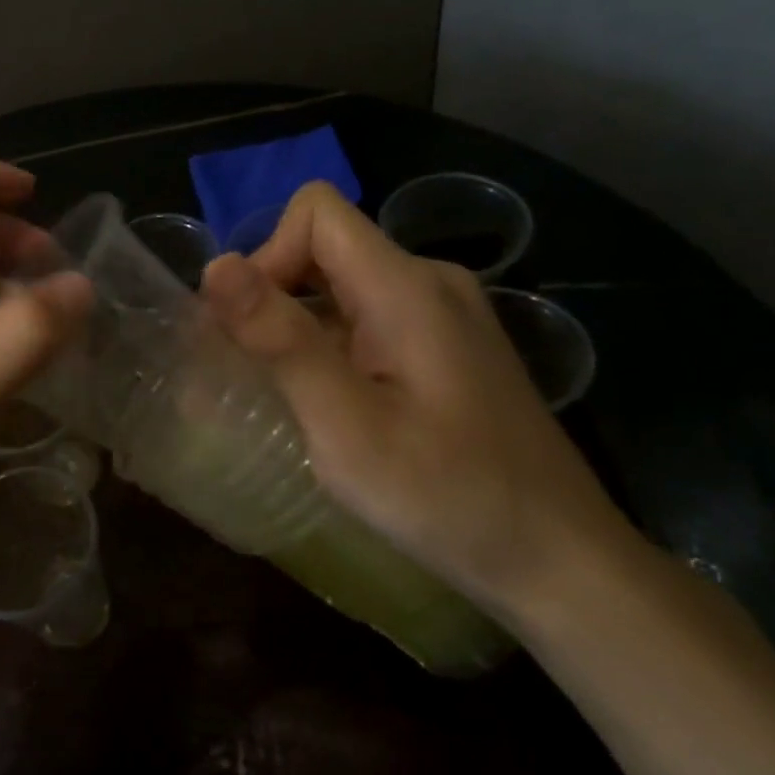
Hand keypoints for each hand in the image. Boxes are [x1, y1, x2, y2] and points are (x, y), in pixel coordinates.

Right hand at [199, 183, 636, 616]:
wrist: (558, 561)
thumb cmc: (447, 496)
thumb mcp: (345, 424)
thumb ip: (281, 340)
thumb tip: (215, 266)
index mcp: (407, 286)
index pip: (316, 212)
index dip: (267, 256)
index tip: (251, 331)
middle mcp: (430, 282)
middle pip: (326, 248)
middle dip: (273, 298)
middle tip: (255, 376)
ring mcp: (445, 317)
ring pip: (343, 288)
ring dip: (298, 329)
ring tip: (284, 397)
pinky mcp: (448, 350)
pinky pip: (369, 321)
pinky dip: (331, 348)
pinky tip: (330, 408)